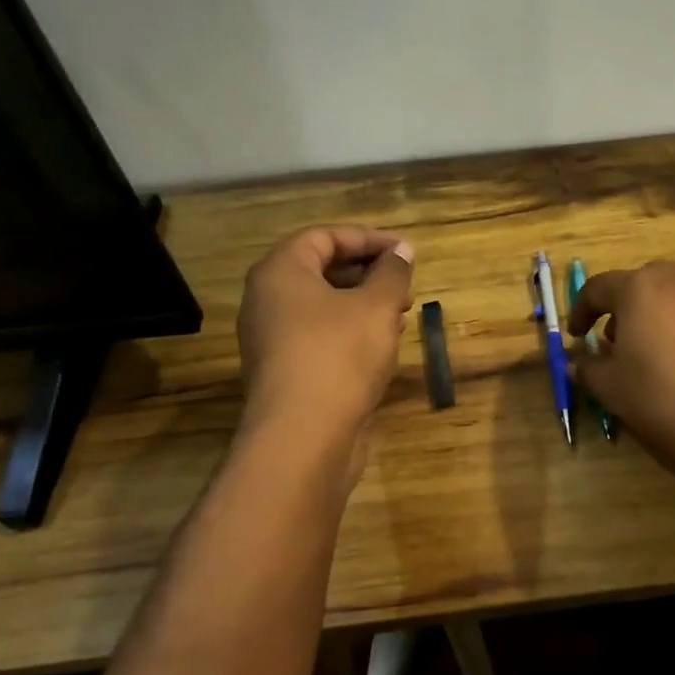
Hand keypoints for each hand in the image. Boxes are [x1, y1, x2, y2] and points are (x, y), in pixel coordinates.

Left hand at [237, 227, 415, 446]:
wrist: (304, 436)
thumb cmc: (339, 355)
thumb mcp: (377, 306)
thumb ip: (392, 273)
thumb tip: (401, 251)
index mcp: (281, 273)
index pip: (324, 237)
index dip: (368, 239)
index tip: (405, 252)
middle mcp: (268, 301)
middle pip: (322, 270)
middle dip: (369, 273)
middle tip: (406, 286)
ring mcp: (273, 339)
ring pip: (324, 307)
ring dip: (365, 305)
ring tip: (402, 316)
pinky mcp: (286, 372)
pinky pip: (321, 337)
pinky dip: (352, 332)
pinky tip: (384, 346)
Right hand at [569, 261, 674, 494]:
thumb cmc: (662, 398)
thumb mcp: (611, 388)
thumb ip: (588, 368)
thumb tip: (579, 362)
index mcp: (639, 287)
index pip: (598, 288)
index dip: (581, 311)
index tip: (577, 335)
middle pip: (641, 284)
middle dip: (623, 308)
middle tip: (616, 340)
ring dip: (657, 315)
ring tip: (654, 351)